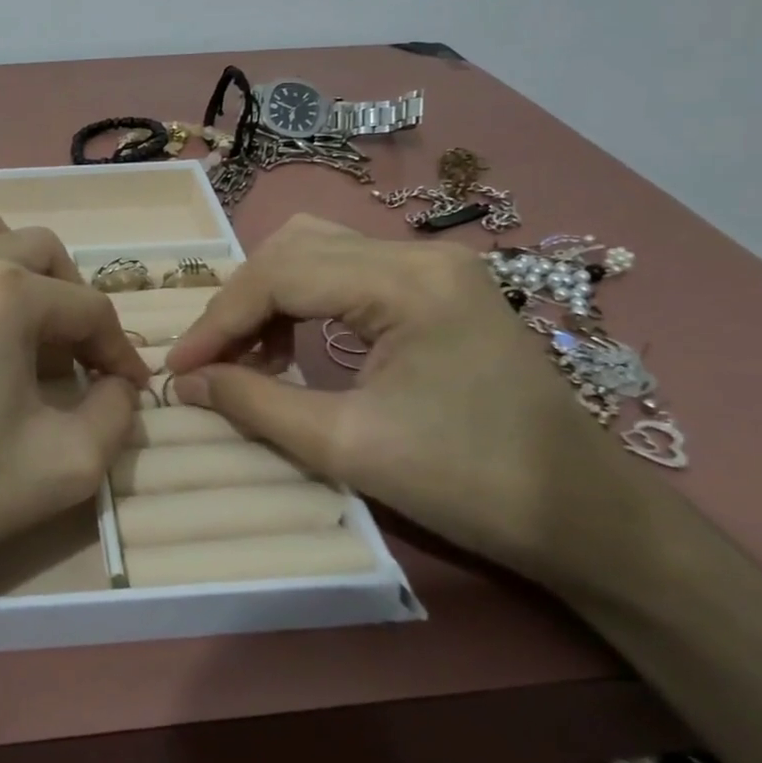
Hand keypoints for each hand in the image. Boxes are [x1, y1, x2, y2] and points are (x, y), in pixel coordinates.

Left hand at [0, 201, 149, 635]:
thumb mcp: (65, 467)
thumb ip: (115, 416)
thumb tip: (117, 387)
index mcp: (6, 292)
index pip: (90, 306)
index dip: (119, 349)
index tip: (128, 387)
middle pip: (42, 253)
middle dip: (72, 300)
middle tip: (73, 358)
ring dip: (15, 265)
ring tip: (16, 323)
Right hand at [165, 214, 663, 593]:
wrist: (583, 514)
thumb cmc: (470, 483)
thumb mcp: (347, 446)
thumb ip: (255, 404)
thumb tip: (184, 385)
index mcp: (406, 282)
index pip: (281, 275)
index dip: (219, 320)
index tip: (178, 369)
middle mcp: (419, 254)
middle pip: (295, 247)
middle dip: (241, 302)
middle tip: (211, 359)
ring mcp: (433, 266)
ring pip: (318, 251)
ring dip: (269, 296)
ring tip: (247, 355)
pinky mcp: (438, 287)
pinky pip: (348, 272)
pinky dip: (304, 301)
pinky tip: (293, 346)